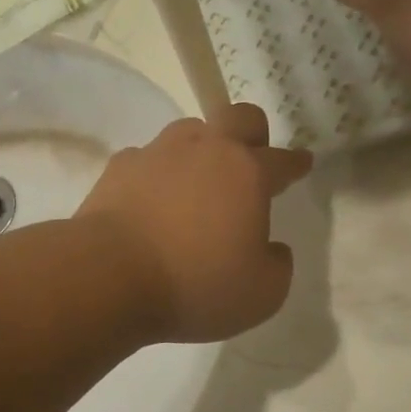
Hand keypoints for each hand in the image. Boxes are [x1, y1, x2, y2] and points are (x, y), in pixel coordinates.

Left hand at [78, 103, 312, 343]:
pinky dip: (157, 172)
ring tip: (197, 180)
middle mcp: (204, 149)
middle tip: (251, 158)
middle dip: (252, 133)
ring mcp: (158, 152)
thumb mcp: (261, 295)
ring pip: (190, 130)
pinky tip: (153, 197)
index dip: (296, 163)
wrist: (108, 276)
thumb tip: (272, 249)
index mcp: (247, 173)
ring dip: (201, 148)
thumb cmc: (194, 284)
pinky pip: (147, 157)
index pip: (282, 159)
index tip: (302, 163)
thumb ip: (277, 266)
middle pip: (238, 116)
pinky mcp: (119, 166)